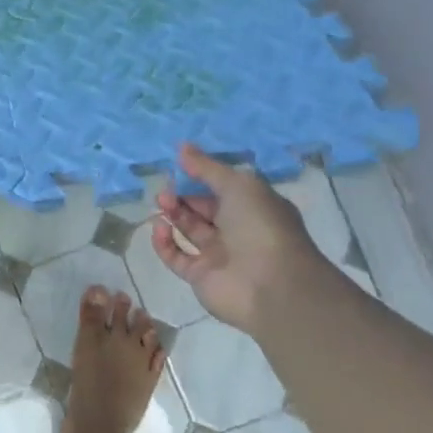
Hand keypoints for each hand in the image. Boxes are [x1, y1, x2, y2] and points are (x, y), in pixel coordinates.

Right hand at [151, 144, 330, 332]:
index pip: (221, 188)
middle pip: (201, 209)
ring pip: (188, 230)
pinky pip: (176, 257)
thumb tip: (182, 147)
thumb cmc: (261, 226)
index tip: (177, 168)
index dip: (199, 178)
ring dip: (172, 215)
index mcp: (252, 207)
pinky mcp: (200, 276)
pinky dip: (164, 243)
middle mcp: (236, 230)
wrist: (273, 286)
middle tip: (163, 190)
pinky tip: (159, 228)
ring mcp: (218, 255)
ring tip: (161, 204)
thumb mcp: (238, 185)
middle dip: (181, 197)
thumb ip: (207, 168)